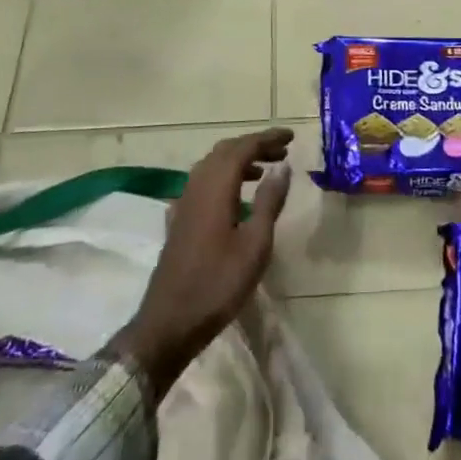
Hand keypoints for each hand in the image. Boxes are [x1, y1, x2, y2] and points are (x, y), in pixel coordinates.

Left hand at [115, 127, 293, 398]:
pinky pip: (204, 182)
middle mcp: (197, 186)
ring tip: (265, 171)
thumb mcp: (255, 246)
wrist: (168, 323)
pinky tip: (236, 196)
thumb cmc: (217, 285)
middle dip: (254, 146)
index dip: (267, 139)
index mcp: (216, 187)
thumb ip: (269, 202)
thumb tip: (283, 167)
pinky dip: (225, 177)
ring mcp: (184, 202)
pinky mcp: (179, 218)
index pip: (243, 148)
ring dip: (239, 160)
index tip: (291, 136)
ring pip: (213, 165)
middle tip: (282, 151)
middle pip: (226, 151)